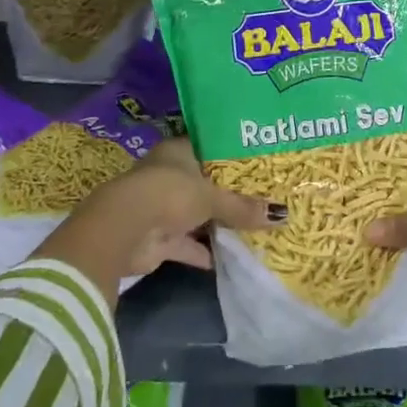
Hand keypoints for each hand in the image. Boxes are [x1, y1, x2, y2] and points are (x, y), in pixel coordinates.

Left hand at [35, 138, 283, 299]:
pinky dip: (204, 252)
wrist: (124, 229)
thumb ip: (243, 207)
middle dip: (228, 194)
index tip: (259, 162)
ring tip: (253, 227)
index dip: (231, 156)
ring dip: (217, 224)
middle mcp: (169, 175)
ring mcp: (162, 207)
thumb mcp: (212, 197)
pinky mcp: (158, 239)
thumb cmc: (170, 193)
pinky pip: (187, 244)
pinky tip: (230, 258)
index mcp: (178, 152)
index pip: (209, 148)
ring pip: (196, 215)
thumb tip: (282, 215)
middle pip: (204, 183)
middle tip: (263, 197)